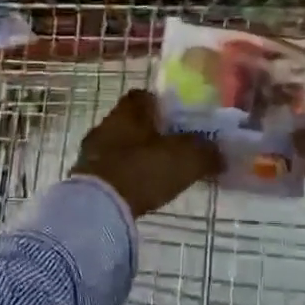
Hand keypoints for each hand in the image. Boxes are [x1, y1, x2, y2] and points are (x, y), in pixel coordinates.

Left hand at [74, 90, 221, 218]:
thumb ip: (206, 152)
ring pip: (120, 145)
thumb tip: (220, 153)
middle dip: (151, 132)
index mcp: (129, 110)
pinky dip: (125, 176)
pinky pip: (110, 169)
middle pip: (132, 121)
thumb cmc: (143, 170)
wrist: (97, 208)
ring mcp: (91, 151)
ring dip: (136, 155)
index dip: (164, 105)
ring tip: (158, 172)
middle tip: (174, 148)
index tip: (180, 120)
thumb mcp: (186, 159)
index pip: (145, 96)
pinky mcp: (84, 177)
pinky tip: (139, 190)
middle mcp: (107, 123)